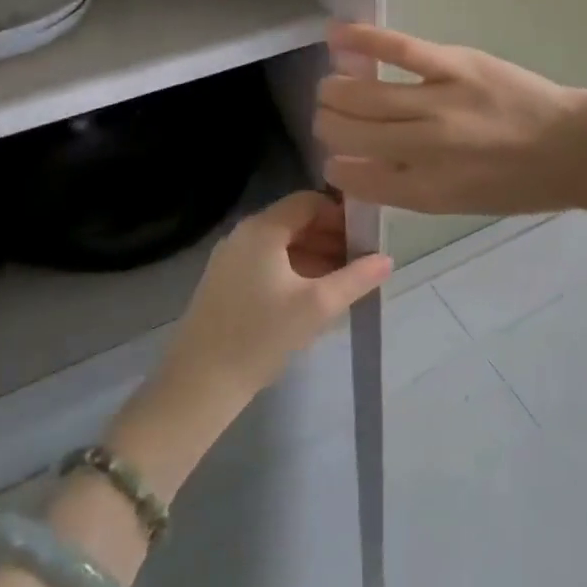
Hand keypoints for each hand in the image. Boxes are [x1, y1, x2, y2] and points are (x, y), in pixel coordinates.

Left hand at [165, 191, 390, 398]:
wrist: (199, 385)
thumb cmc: (261, 336)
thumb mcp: (318, 305)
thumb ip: (357, 278)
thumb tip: (387, 259)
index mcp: (262, 229)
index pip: (310, 201)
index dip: (341, 215)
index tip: (366, 239)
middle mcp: (243, 235)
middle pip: (296, 221)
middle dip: (331, 237)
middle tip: (360, 263)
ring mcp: (230, 259)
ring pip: (282, 244)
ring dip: (315, 256)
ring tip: (342, 283)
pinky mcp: (224, 283)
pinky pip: (267, 263)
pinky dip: (294, 270)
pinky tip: (312, 298)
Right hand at [316, 23, 586, 215]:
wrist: (572, 148)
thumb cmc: (520, 184)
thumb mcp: (460, 205)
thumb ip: (409, 189)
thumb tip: (361, 167)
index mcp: (424, 190)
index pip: (352, 176)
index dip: (335, 166)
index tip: (337, 157)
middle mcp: (423, 148)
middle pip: (347, 130)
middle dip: (328, 125)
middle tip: (333, 118)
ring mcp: (438, 102)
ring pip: (360, 92)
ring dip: (335, 89)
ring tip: (333, 85)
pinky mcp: (456, 64)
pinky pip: (398, 48)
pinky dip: (362, 39)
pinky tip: (335, 35)